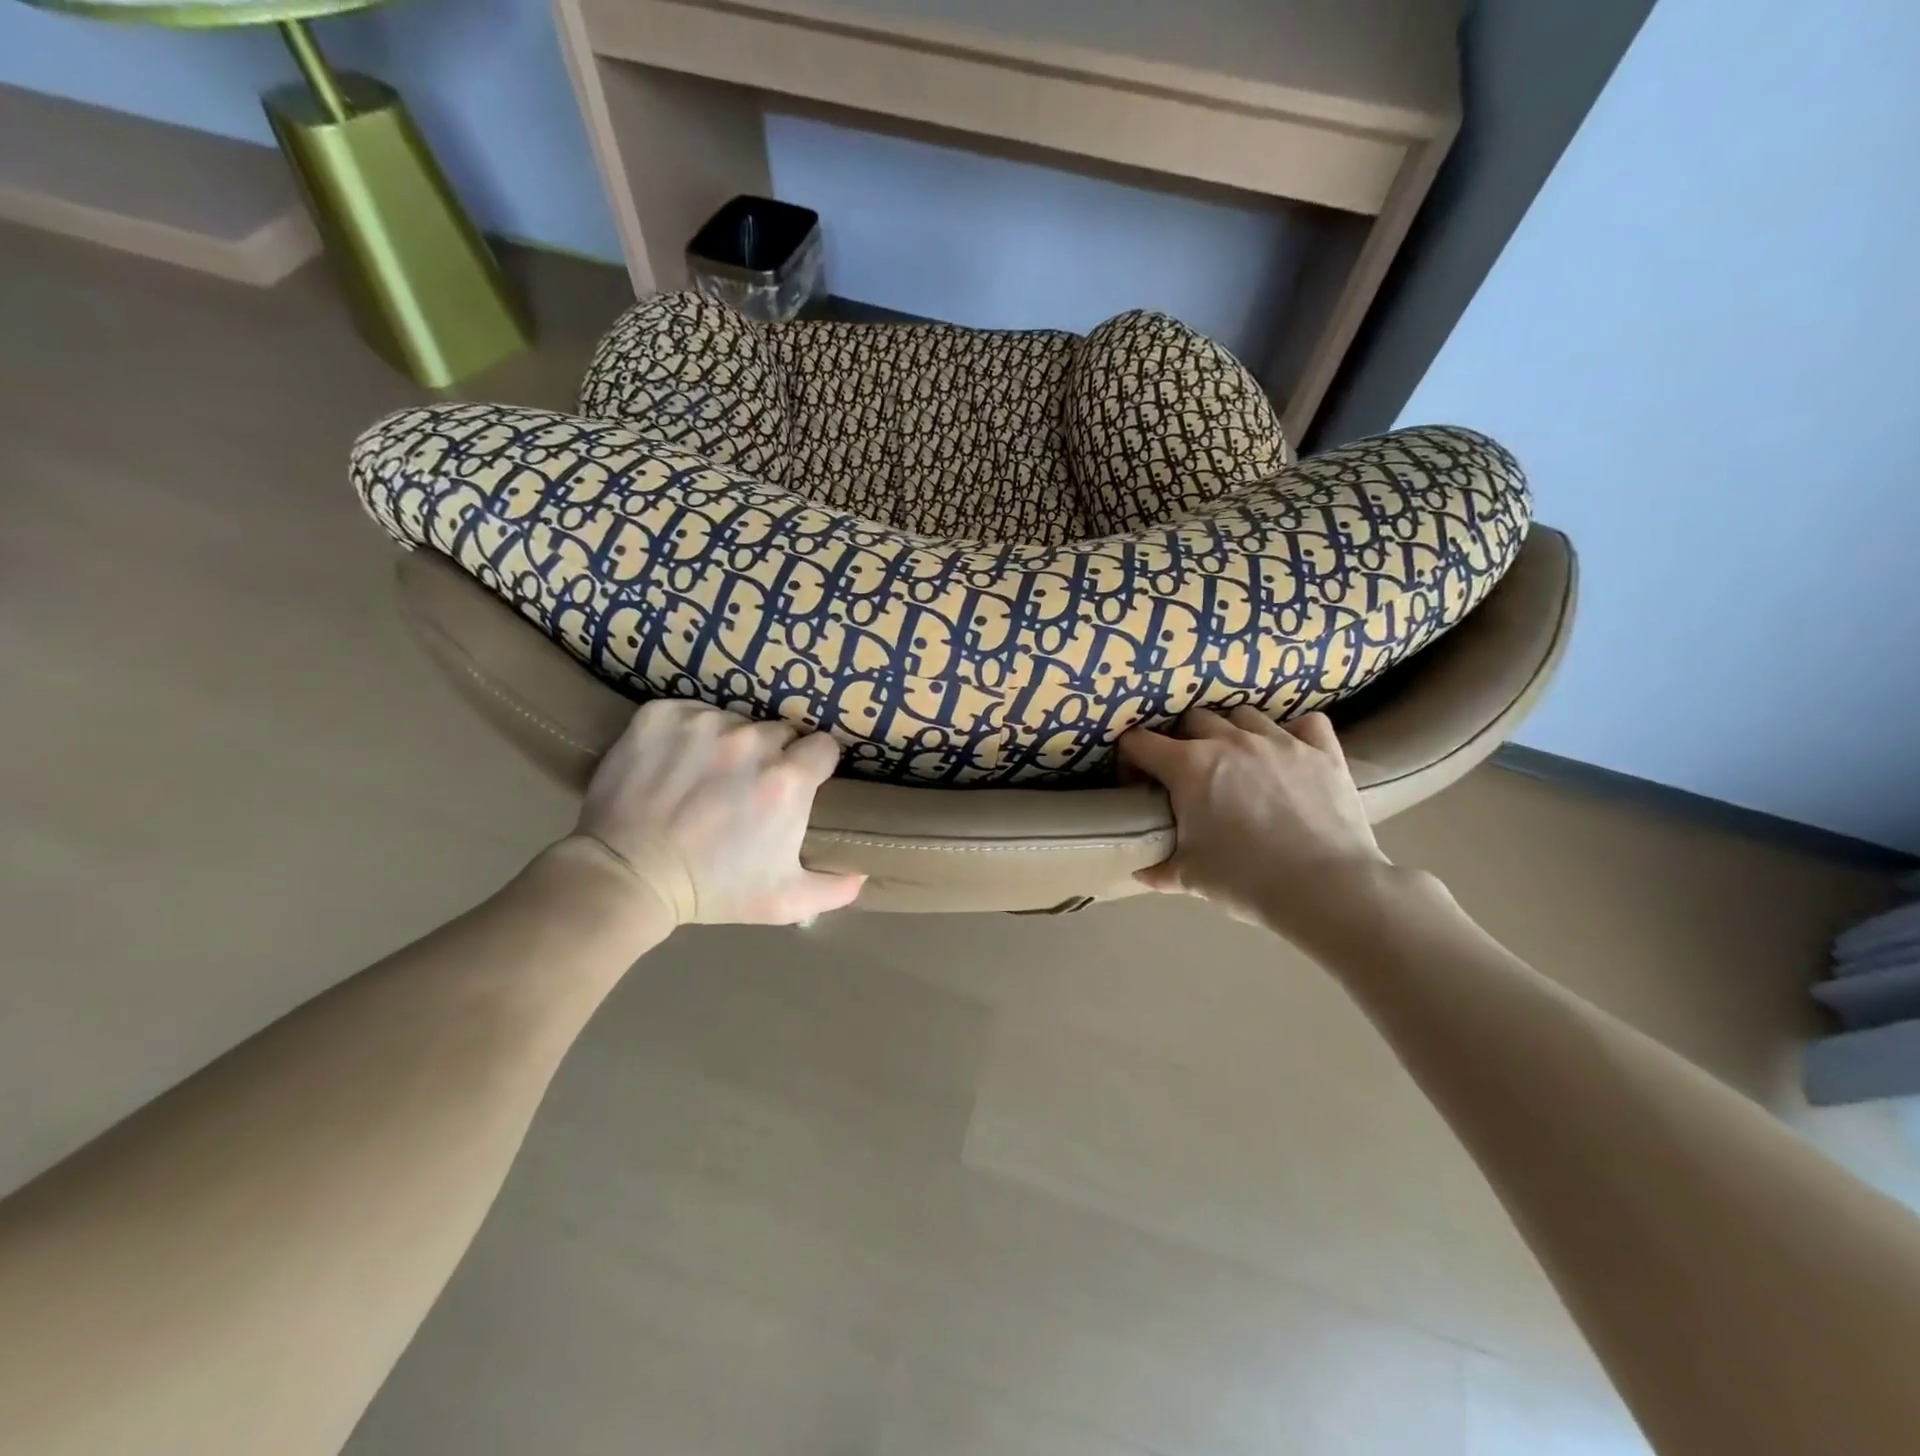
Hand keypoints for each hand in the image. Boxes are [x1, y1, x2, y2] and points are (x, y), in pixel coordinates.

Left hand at [566, 700, 864, 925]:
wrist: (626, 877)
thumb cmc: (712, 889)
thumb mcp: (783, 901)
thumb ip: (834, 887)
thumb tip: (863, 872)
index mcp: (788, 780)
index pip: (823, 747)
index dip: (813, 765)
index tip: (797, 784)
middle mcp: (751, 742)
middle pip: (779, 733)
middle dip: (771, 756)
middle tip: (746, 788)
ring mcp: (703, 723)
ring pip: (734, 721)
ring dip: (728, 744)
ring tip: (705, 778)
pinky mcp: (661, 715)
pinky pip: (690, 711)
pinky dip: (687, 732)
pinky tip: (675, 763)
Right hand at [1118, 708, 1391, 935]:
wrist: (1326, 889)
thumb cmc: (1245, 880)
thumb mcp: (1189, 878)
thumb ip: (1157, 868)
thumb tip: (1138, 870)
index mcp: (1189, 766)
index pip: (1140, 743)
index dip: (1130, 759)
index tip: (1137, 781)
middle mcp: (1230, 740)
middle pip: (1192, 719)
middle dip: (1182, 740)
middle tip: (1187, 774)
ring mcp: (1279, 740)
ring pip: (1244, 715)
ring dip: (1232, 732)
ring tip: (1237, 760)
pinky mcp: (1322, 751)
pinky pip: (1306, 723)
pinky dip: (1294, 733)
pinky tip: (1291, 752)